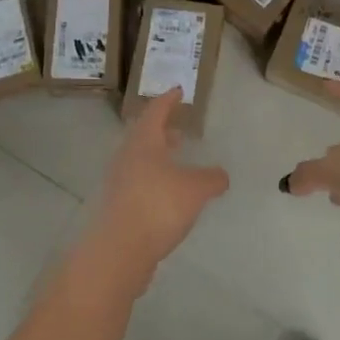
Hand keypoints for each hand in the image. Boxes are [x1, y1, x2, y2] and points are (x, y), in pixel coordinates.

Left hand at [81, 90, 228, 291]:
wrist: (120, 249)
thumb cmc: (158, 206)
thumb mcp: (195, 190)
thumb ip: (211, 179)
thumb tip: (221, 175)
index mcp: (144, 141)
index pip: (156, 111)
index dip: (168, 100)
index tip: (178, 90)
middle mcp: (127, 156)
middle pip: (144, 135)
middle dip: (162, 131)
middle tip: (178, 130)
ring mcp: (119, 181)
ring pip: (140, 160)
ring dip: (158, 157)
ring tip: (177, 162)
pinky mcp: (118, 205)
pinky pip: (138, 182)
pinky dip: (154, 179)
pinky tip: (168, 195)